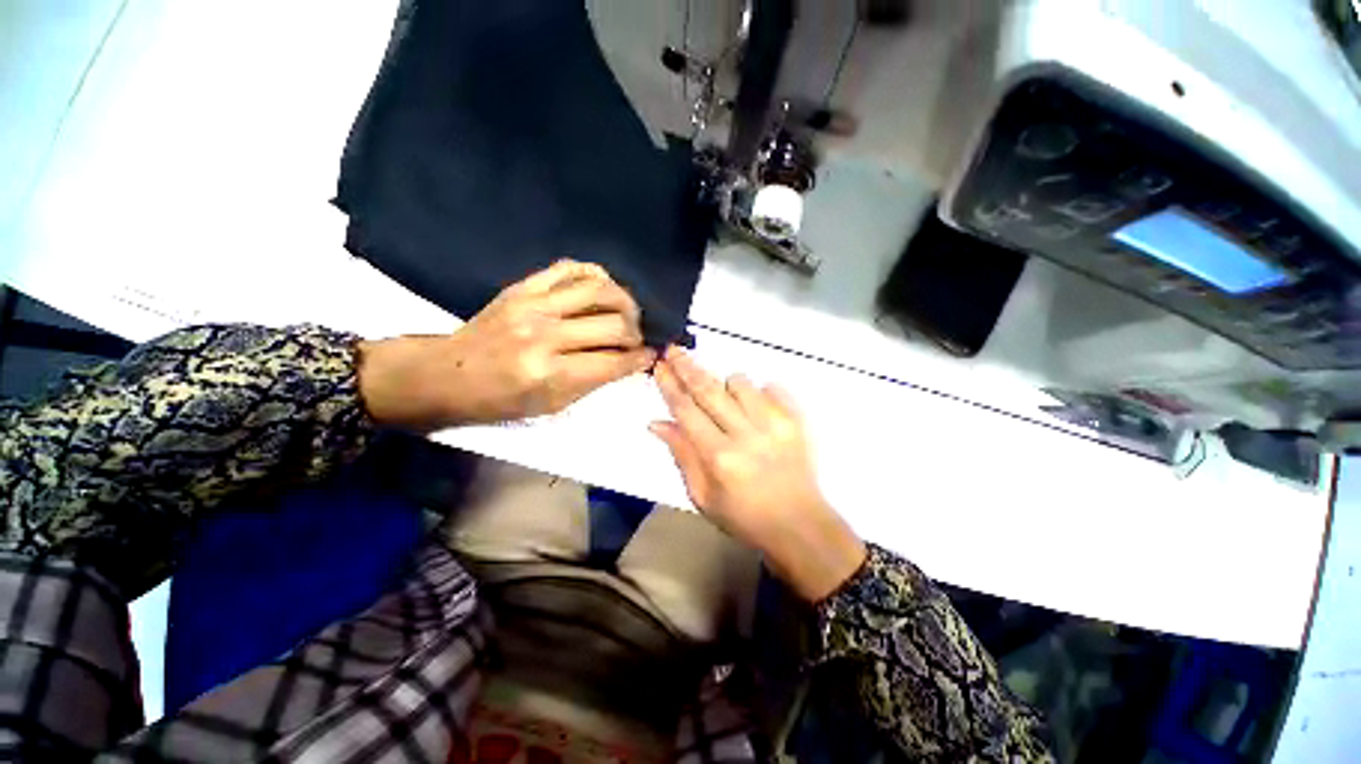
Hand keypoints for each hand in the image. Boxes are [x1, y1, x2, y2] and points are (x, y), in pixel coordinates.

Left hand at [359, 260, 654, 429]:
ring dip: (625, 302)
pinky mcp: (523, 286)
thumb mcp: (551, 406)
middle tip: (637, 340)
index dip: (641, 359)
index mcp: (550, 374)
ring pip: (600, 289)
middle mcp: (545, 335)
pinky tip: (602, 289)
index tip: (651, 357)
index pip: (614, 362)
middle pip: (615, 325)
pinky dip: (595, 276)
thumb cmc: (500, 401)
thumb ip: (594, 381)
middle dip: (637, 334)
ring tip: (627, 313)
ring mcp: (533, 305)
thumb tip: (629, 362)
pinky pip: (571, 268)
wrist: (445, 374)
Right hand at [650, 347, 866, 601]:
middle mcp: (746, 434)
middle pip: (709, 389)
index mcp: (719, 457)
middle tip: (674, 349)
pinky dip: (757, 392)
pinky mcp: (797, 420)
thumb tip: (657, 422)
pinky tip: (755, 410)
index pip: (687, 410)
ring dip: (725, 385)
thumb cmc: (744, 517)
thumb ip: (681, 454)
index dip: (670, 385)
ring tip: (726, 404)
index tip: (659, 366)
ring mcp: (775, 424)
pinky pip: (771, 388)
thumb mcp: (703, 496)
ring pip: (740, 382)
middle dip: (688, 366)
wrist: (799, 525)